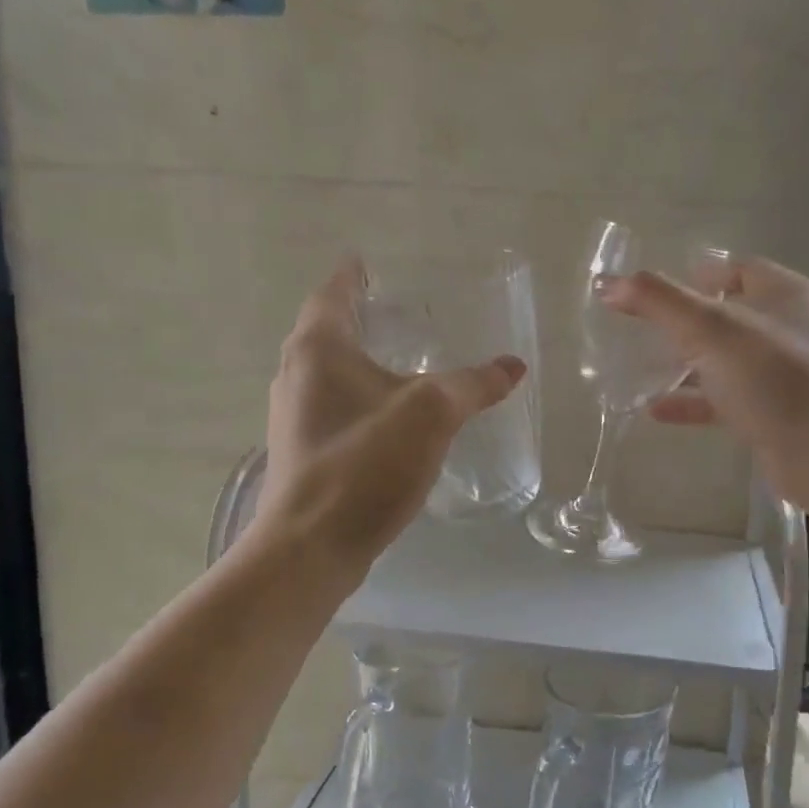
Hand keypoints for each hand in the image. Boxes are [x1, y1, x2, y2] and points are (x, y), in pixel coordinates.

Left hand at [250, 258, 526, 575]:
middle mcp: (295, 374)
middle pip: (325, 331)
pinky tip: (390, 416)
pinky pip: (333, 407)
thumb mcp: (432, 414)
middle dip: (357, 317)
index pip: (332, 294)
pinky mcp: (304, 451)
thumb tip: (514, 365)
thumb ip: (474, 384)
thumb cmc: (366, 463)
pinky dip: (359, 396)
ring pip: (328, 372)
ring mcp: (294, 416)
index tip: (366, 262)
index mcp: (318, 349)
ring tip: (399, 359)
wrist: (313, 545)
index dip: (352, 276)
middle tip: (396, 310)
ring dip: (358, 360)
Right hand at [601, 256, 808, 511]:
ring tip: (642, 369)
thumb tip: (607, 283)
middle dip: (688, 322)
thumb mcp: (708, 329)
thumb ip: (658, 302)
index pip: (739, 268)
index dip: (701, 273)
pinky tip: (657, 410)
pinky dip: (694, 402)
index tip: (661, 289)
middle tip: (645, 329)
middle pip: (730, 315)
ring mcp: (782, 375)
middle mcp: (787, 329)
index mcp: (783, 294)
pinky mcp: (773, 414)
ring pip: (726, 361)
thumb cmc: (769, 375)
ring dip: (688, 364)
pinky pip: (726, 400)